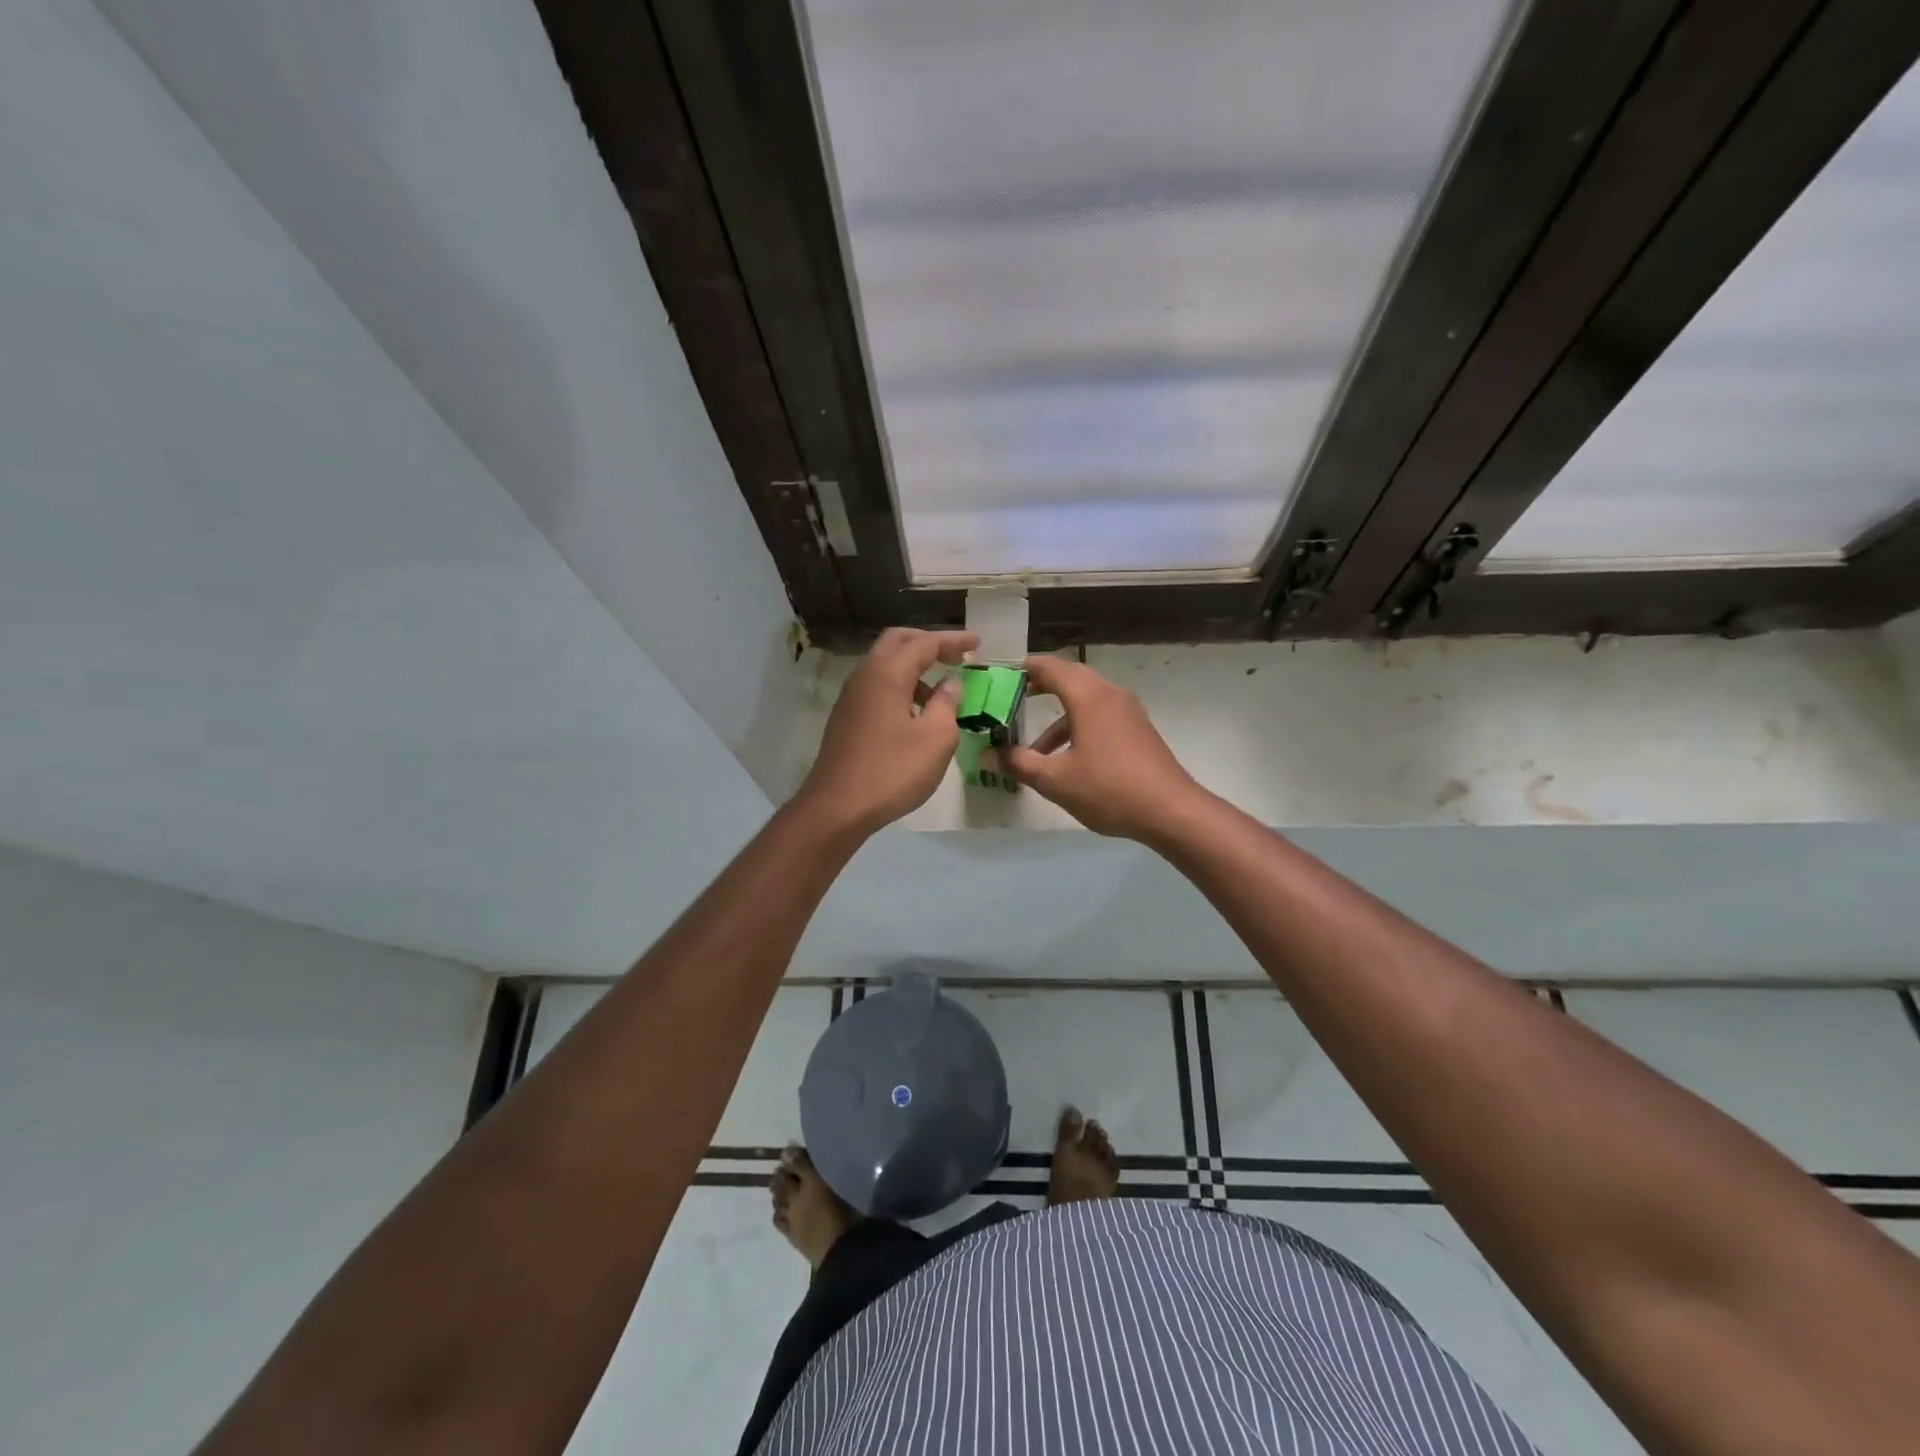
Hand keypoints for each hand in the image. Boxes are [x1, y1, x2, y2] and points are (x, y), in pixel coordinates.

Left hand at [796, 628, 977, 836]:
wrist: (837, 807)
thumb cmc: (892, 771)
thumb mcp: (936, 739)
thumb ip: (947, 704)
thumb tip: (950, 684)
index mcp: (887, 674)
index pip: (924, 643)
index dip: (953, 640)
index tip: (978, 641)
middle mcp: (865, 676)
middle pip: (897, 642)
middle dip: (928, 643)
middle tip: (956, 655)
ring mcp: (851, 697)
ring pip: (885, 665)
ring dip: (914, 668)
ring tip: (941, 693)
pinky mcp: (847, 718)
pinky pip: (877, 687)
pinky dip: (901, 687)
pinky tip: (916, 713)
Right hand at [999, 657, 1205, 841]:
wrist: (1171, 811)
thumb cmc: (1109, 789)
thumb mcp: (1056, 780)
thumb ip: (1019, 763)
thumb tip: (988, 754)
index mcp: (1088, 697)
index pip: (1050, 667)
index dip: (1023, 669)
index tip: (1000, 676)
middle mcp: (1110, 694)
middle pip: (1069, 678)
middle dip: (1039, 688)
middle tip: (1011, 702)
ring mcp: (1128, 711)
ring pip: (1085, 700)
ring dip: (1058, 717)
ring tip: (1034, 748)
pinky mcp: (1138, 729)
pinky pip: (1100, 715)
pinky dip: (1078, 725)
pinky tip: (1067, 759)